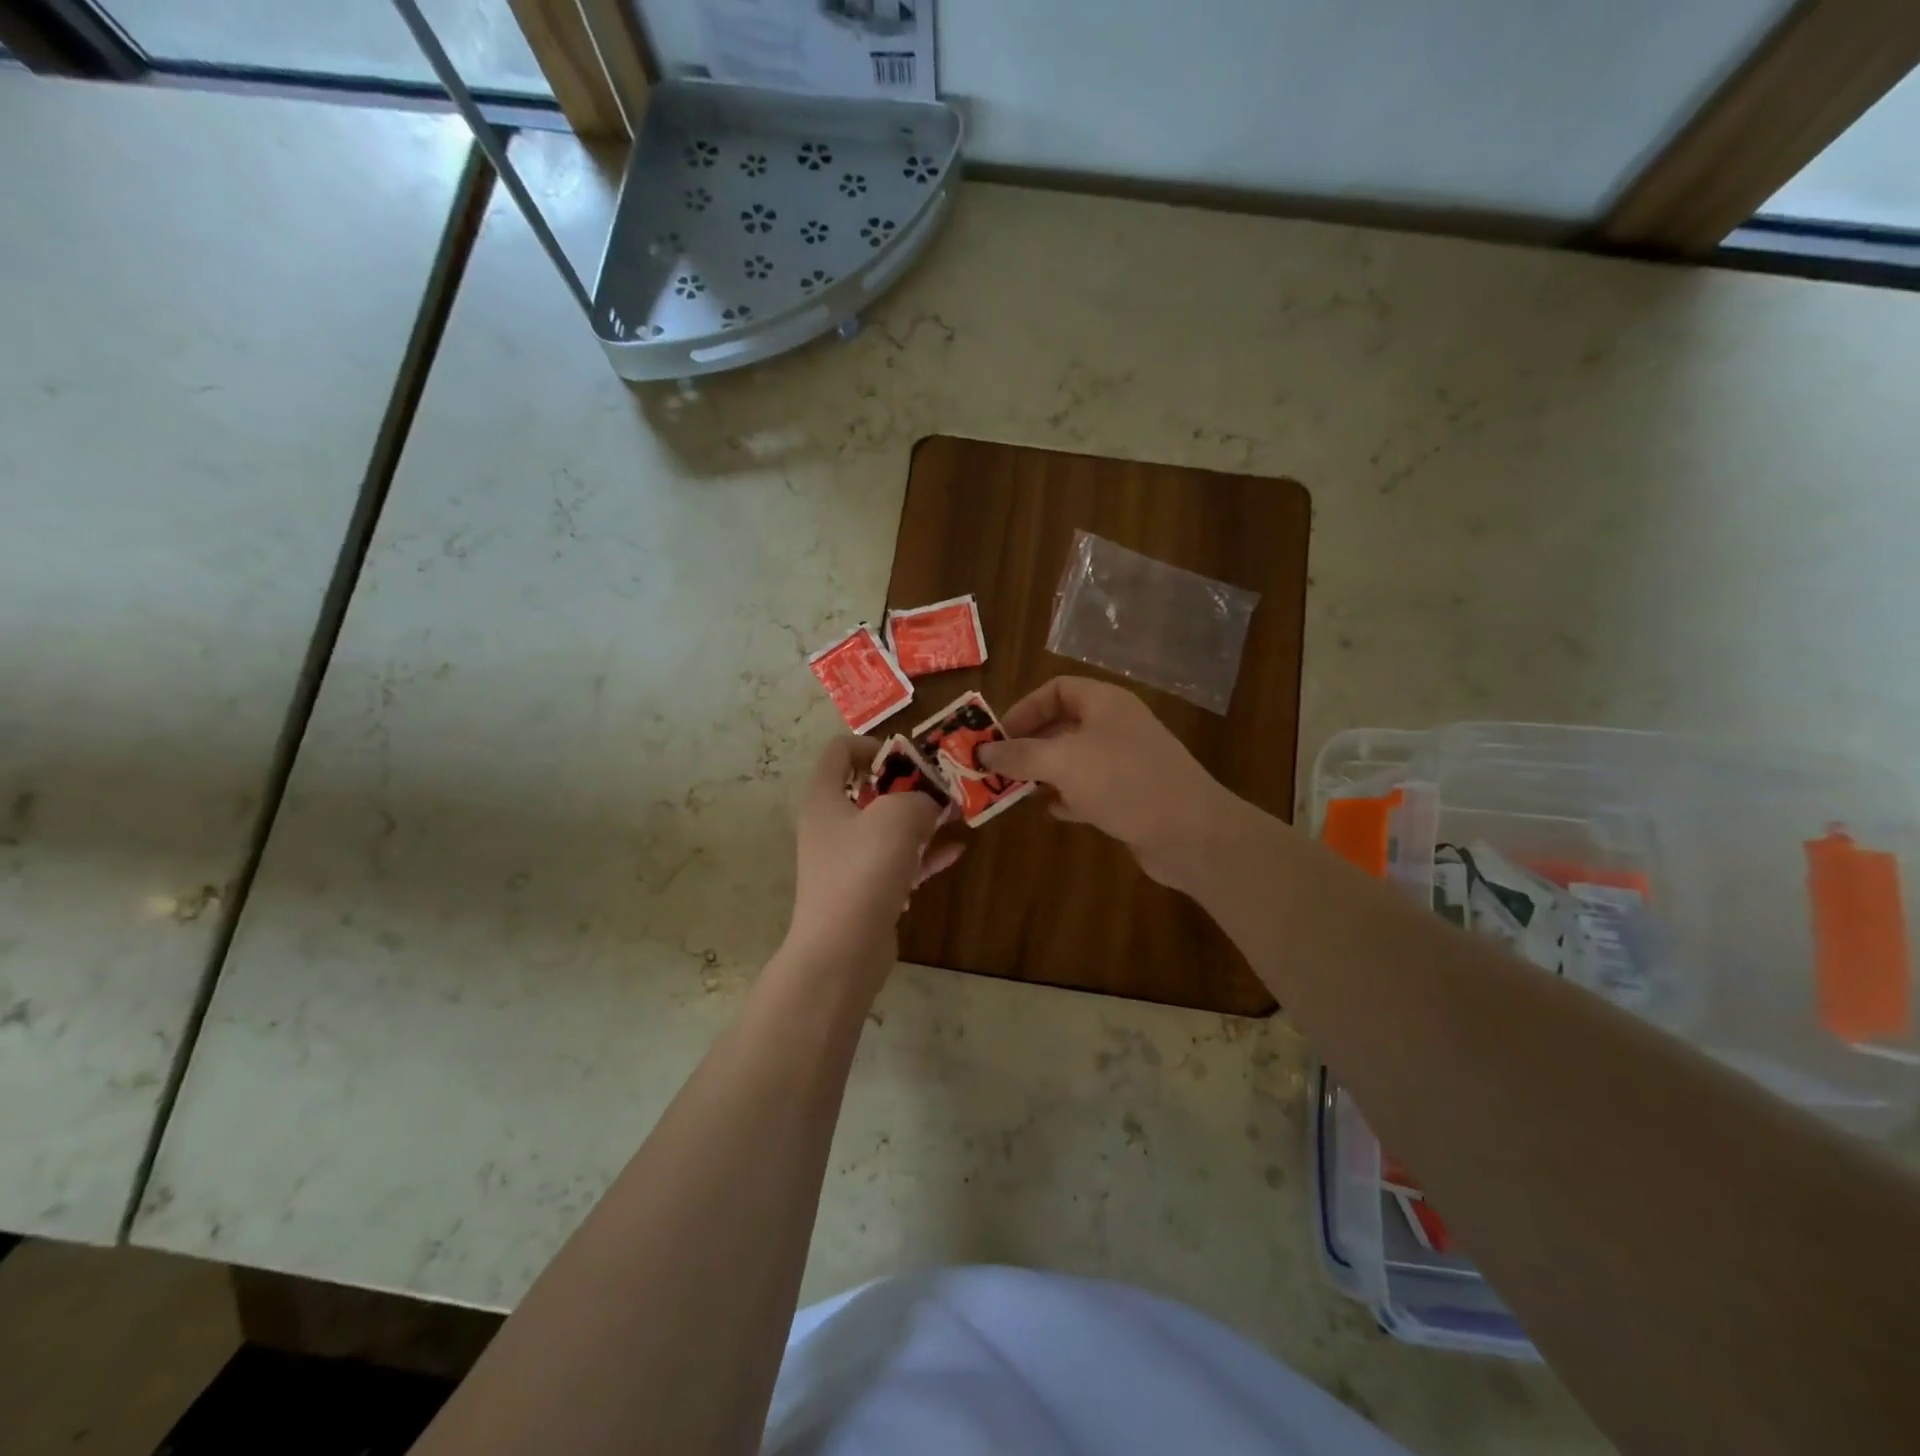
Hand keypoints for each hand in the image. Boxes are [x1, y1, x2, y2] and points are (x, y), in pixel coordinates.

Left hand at [785, 737, 963, 976]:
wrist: (842, 951)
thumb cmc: (863, 871)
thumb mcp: (899, 817)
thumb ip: (921, 797)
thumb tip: (931, 802)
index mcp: (825, 798)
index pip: (839, 751)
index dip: (873, 745)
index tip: (909, 757)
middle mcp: (831, 825)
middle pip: (868, 789)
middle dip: (909, 784)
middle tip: (943, 786)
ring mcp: (847, 860)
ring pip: (887, 827)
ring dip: (921, 818)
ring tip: (957, 813)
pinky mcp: (866, 890)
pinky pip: (898, 861)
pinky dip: (924, 854)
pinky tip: (957, 850)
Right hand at [977, 677, 1252, 891]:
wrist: (1190, 833)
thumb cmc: (1124, 782)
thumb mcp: (1063, 761)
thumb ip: (1019, 755)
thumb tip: (982, 752)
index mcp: (1105, 703)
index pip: (1057, 689)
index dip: (1024, 708)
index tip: (998, 736)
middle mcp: (1115, 727)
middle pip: (1062, 725)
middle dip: (1028, 745)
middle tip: (997, 768)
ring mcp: (1125, 762)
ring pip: (1074, 760)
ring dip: (1044, 773)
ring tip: (1015, 790)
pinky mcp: (1130, 796)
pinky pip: (1090, 789)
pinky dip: (1068, 797)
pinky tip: (1053, 811)